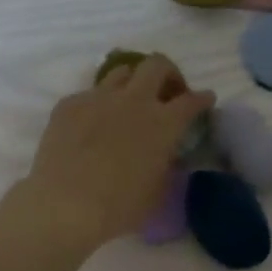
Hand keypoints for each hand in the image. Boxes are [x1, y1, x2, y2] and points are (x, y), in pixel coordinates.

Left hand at [19, 55, 214, 249]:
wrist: (65, 205)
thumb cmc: (120, 206)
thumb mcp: (158, 189)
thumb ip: (166, 163)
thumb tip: (166, 152)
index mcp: (164, 123)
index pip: (192, 100)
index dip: (203, 98)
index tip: (206, 99)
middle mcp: (134, 100)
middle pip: (157, 65)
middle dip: (169, 73)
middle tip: (168, 92)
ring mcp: (99, 98)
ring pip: (122, 71)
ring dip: (134, 82)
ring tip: (131, 102)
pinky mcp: (69, 104)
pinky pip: (90, 93)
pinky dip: (100, 103)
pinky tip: (95, 124)